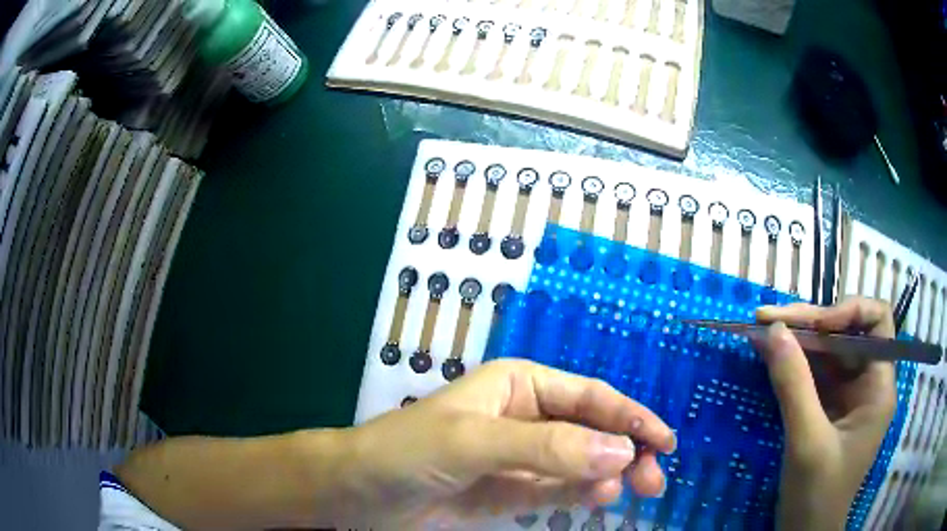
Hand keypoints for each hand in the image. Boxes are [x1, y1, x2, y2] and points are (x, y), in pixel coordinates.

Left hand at [334, 359, 676, 528]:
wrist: (360, 491)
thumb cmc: (408, 451)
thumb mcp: (473, 442)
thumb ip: (546, 448)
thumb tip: (621, 452)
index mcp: (519, 386)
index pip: (589, 397)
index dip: (630, 416)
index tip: (664, 441)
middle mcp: (527, 418)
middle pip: (592, 431)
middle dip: (627, 450)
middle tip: (653, 478)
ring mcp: (521, 458)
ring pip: (580, 463)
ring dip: (610, 474)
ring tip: (635, 489)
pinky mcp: (510, 492)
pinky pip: (557, 489)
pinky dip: (582, 493)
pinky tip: (599, 498)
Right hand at [756, 298, 896, 529]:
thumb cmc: (816, 494)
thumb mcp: (806, 442)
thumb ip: (794, 385)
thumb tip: (773, 330)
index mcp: (879, 386)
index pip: (877, 323)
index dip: (849, 311)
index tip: (813, 324)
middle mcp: (868, 382)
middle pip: (847, 333)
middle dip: (811, 323)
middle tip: (768, 318)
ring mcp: (848, 395)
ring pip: (828, 351)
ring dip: (798, 339)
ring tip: (761, 329)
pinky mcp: (829, 407)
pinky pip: (814, 373)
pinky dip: (793, 362)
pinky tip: (769, 354)